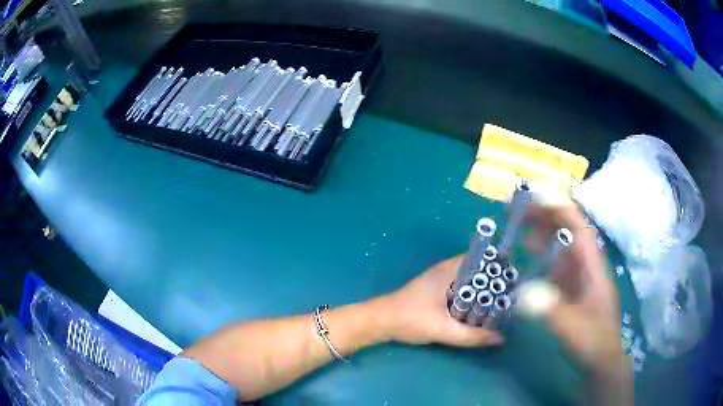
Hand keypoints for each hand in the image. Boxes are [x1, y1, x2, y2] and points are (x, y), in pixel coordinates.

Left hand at [377, 256, 502, 346]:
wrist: (381, 321)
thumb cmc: (411, 319)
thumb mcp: (444, 329)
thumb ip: (472, 336)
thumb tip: (500, 338)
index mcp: (450, 269)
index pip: (482, 258)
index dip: (500, 266)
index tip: (515, 279)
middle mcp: (448, 269)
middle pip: (479, 270)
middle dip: (495, 281)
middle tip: (512, 295)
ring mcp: (442, 279)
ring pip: (471, 281)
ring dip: (484, 290)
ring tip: (503, 303)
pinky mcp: (437, 290)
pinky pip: (462, 289)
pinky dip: (473, 296)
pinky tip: (481, 310)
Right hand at [519, 199, 629, 383]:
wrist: (601, 360)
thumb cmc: (593, 342)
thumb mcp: (573, 329)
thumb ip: (551, 310)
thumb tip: (522, 291)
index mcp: (593, 267)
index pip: (579, 228)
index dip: (559, 209)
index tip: (536, 196)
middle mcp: (586, 265)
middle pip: (569, 230)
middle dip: (546, 214)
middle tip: (519, 206)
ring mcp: (579, 276)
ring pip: (561, 244)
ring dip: (542, 230)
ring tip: (519, 223)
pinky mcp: (570, 287)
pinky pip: (555, 262)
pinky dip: (541, 253)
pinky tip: (527, 253)